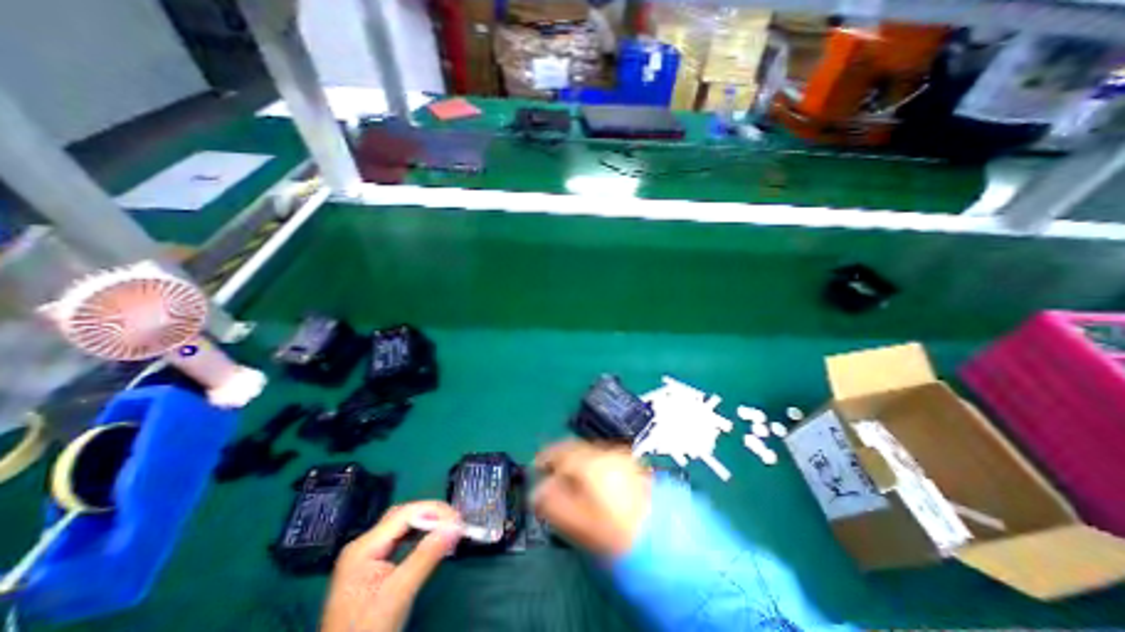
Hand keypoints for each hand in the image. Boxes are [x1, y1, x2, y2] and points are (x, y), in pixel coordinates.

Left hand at [323, 500, 463, 631]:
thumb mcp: (398, 594)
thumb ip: (426, 556)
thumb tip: (455, 528)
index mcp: (363, 548)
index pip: (404, 514)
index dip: (434, 512)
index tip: (458, 520)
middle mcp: (363, 545)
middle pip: (403, 516)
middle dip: (431, 515)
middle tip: (455, 522)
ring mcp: (366, 556)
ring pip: (402, 527)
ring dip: (427, 525)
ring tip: (448, 529)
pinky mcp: (373, 567)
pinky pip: (400, 541)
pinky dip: (419, 537)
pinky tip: (431, 541)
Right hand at [533, 439, 655, 556]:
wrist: (662, 537)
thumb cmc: (618, 532)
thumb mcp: (580, 523)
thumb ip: (553, 504)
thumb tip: (536, 491)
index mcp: (592, 463)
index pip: (561, 450)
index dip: (545, 456)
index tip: (536, 466)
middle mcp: (607, 453)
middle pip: (576, 450)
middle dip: (561, 462)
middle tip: (552, 480)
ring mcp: (623, 457)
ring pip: (590, 454)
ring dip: (577, 465)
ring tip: (572, 487)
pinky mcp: (633, 466)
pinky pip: (604, 460)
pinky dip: (592, 468)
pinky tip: (594, 487)